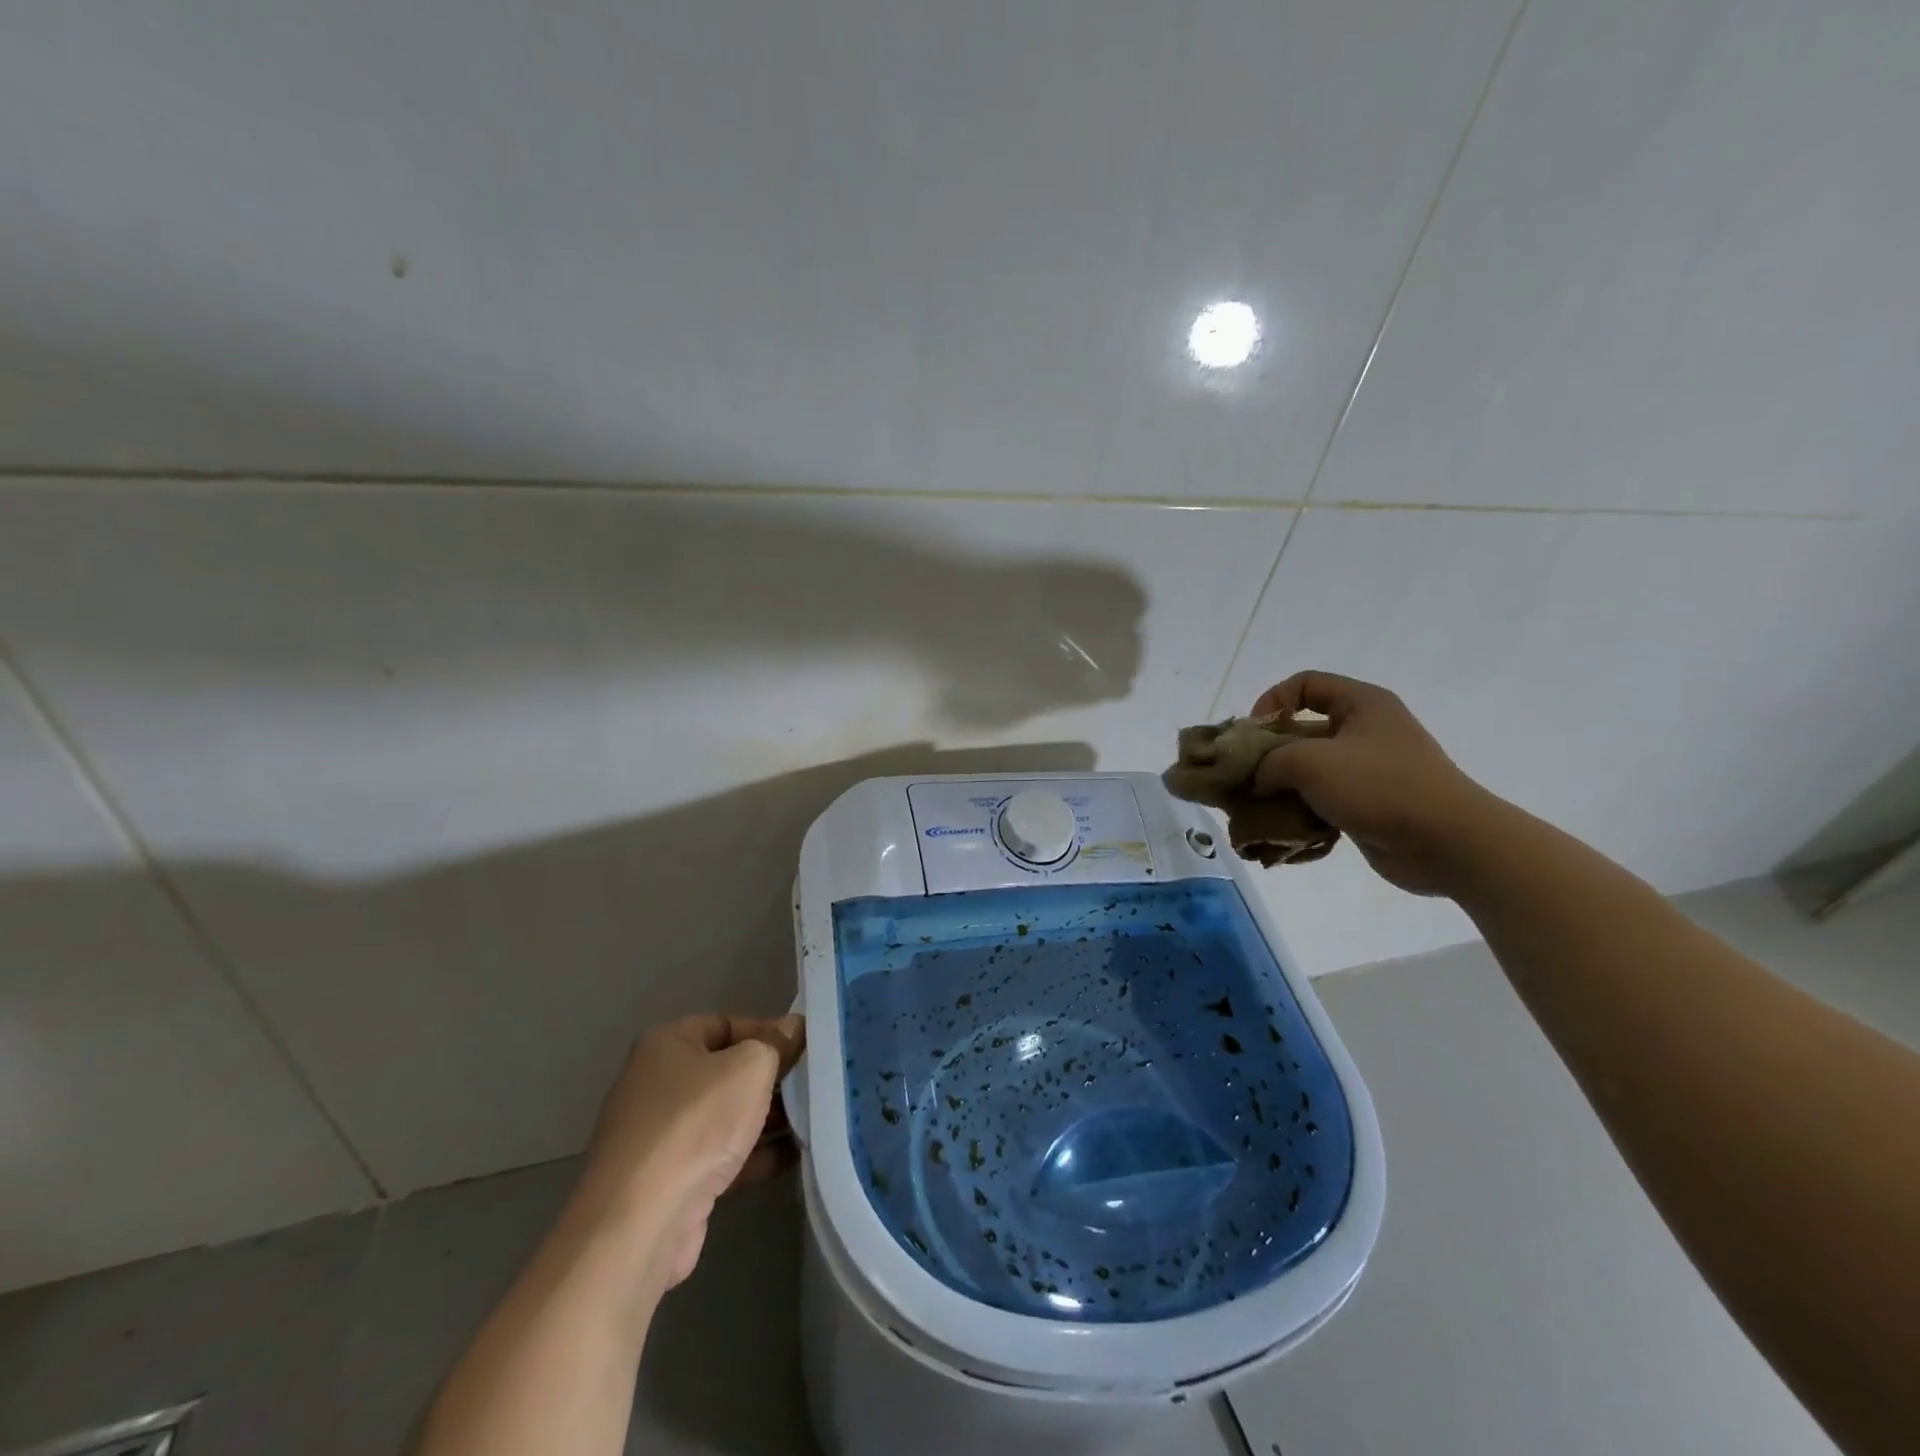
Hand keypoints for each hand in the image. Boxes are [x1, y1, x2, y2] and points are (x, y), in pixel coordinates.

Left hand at [576, 1013, 804, 1292]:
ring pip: (727, 1116)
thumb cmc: (695, 1124)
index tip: (806, 1046)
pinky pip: (723, 1156)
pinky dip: (756, 1155)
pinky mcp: (672, 1181)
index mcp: (667, 1045)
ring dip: (768, 1118)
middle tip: (814, 1083)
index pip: (726, 1025)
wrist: (641, 1223)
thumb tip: (794, 1026)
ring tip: (815, 1118)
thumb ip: (776, 1044)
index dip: (768, 1032)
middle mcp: (659, 1085)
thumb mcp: (749, 1068)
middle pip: (727, 1071)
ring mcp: (663, 1136)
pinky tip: (796, 1155)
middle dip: (771, 1078)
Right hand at [1250, 671, 1497, 895]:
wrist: (1448, 843)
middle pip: (1301, 731)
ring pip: (1309, 771)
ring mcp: (1368, 771)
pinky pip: (1322, 802)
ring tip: (1256, 810)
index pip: (1304, 684)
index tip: (1252, 734)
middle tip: (1243, 777)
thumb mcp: (1311, 762)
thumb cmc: (1380, 786)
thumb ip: (1269, 762)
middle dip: (1268, 755)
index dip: (1271, 701)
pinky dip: (1301, 814)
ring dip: (1280, 789)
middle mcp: (1365, 731)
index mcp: (1361, 704)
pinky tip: (1282, 832)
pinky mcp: (1368, 806)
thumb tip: (1256, 779)